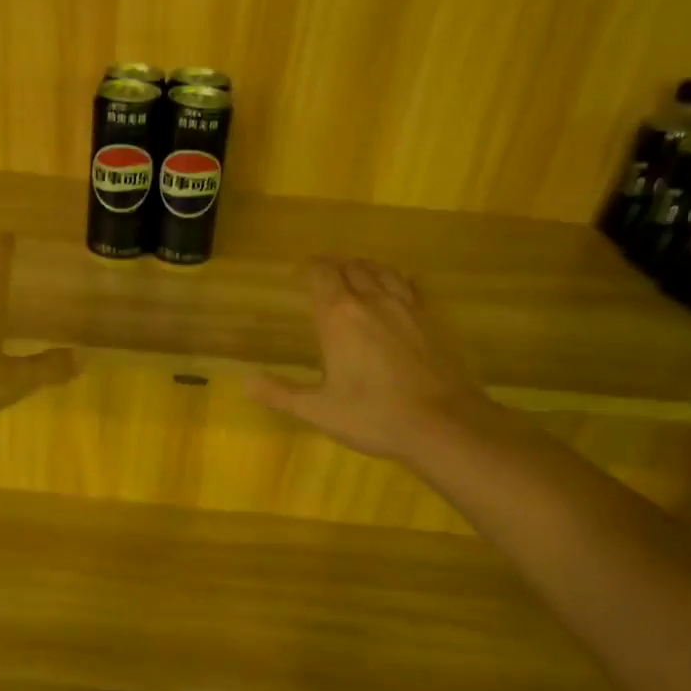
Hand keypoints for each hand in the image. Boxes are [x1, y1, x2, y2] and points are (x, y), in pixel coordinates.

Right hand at [248, 257, 491, 462]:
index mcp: (339, 317)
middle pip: (351, 267)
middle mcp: (372, 301)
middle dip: (334, 266)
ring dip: (364, 268)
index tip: (299, 272)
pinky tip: (397, 289)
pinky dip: (396, 280)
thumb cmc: (374, 416)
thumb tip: (246, 382)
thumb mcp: (319, 410)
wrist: (444, 424)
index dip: (308, 268)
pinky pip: (410, 286)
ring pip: (382, 271)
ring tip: (355, 274)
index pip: (321, 275)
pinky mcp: (432, 320)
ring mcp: (407, 307)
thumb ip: (281, 393)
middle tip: (322, 274)